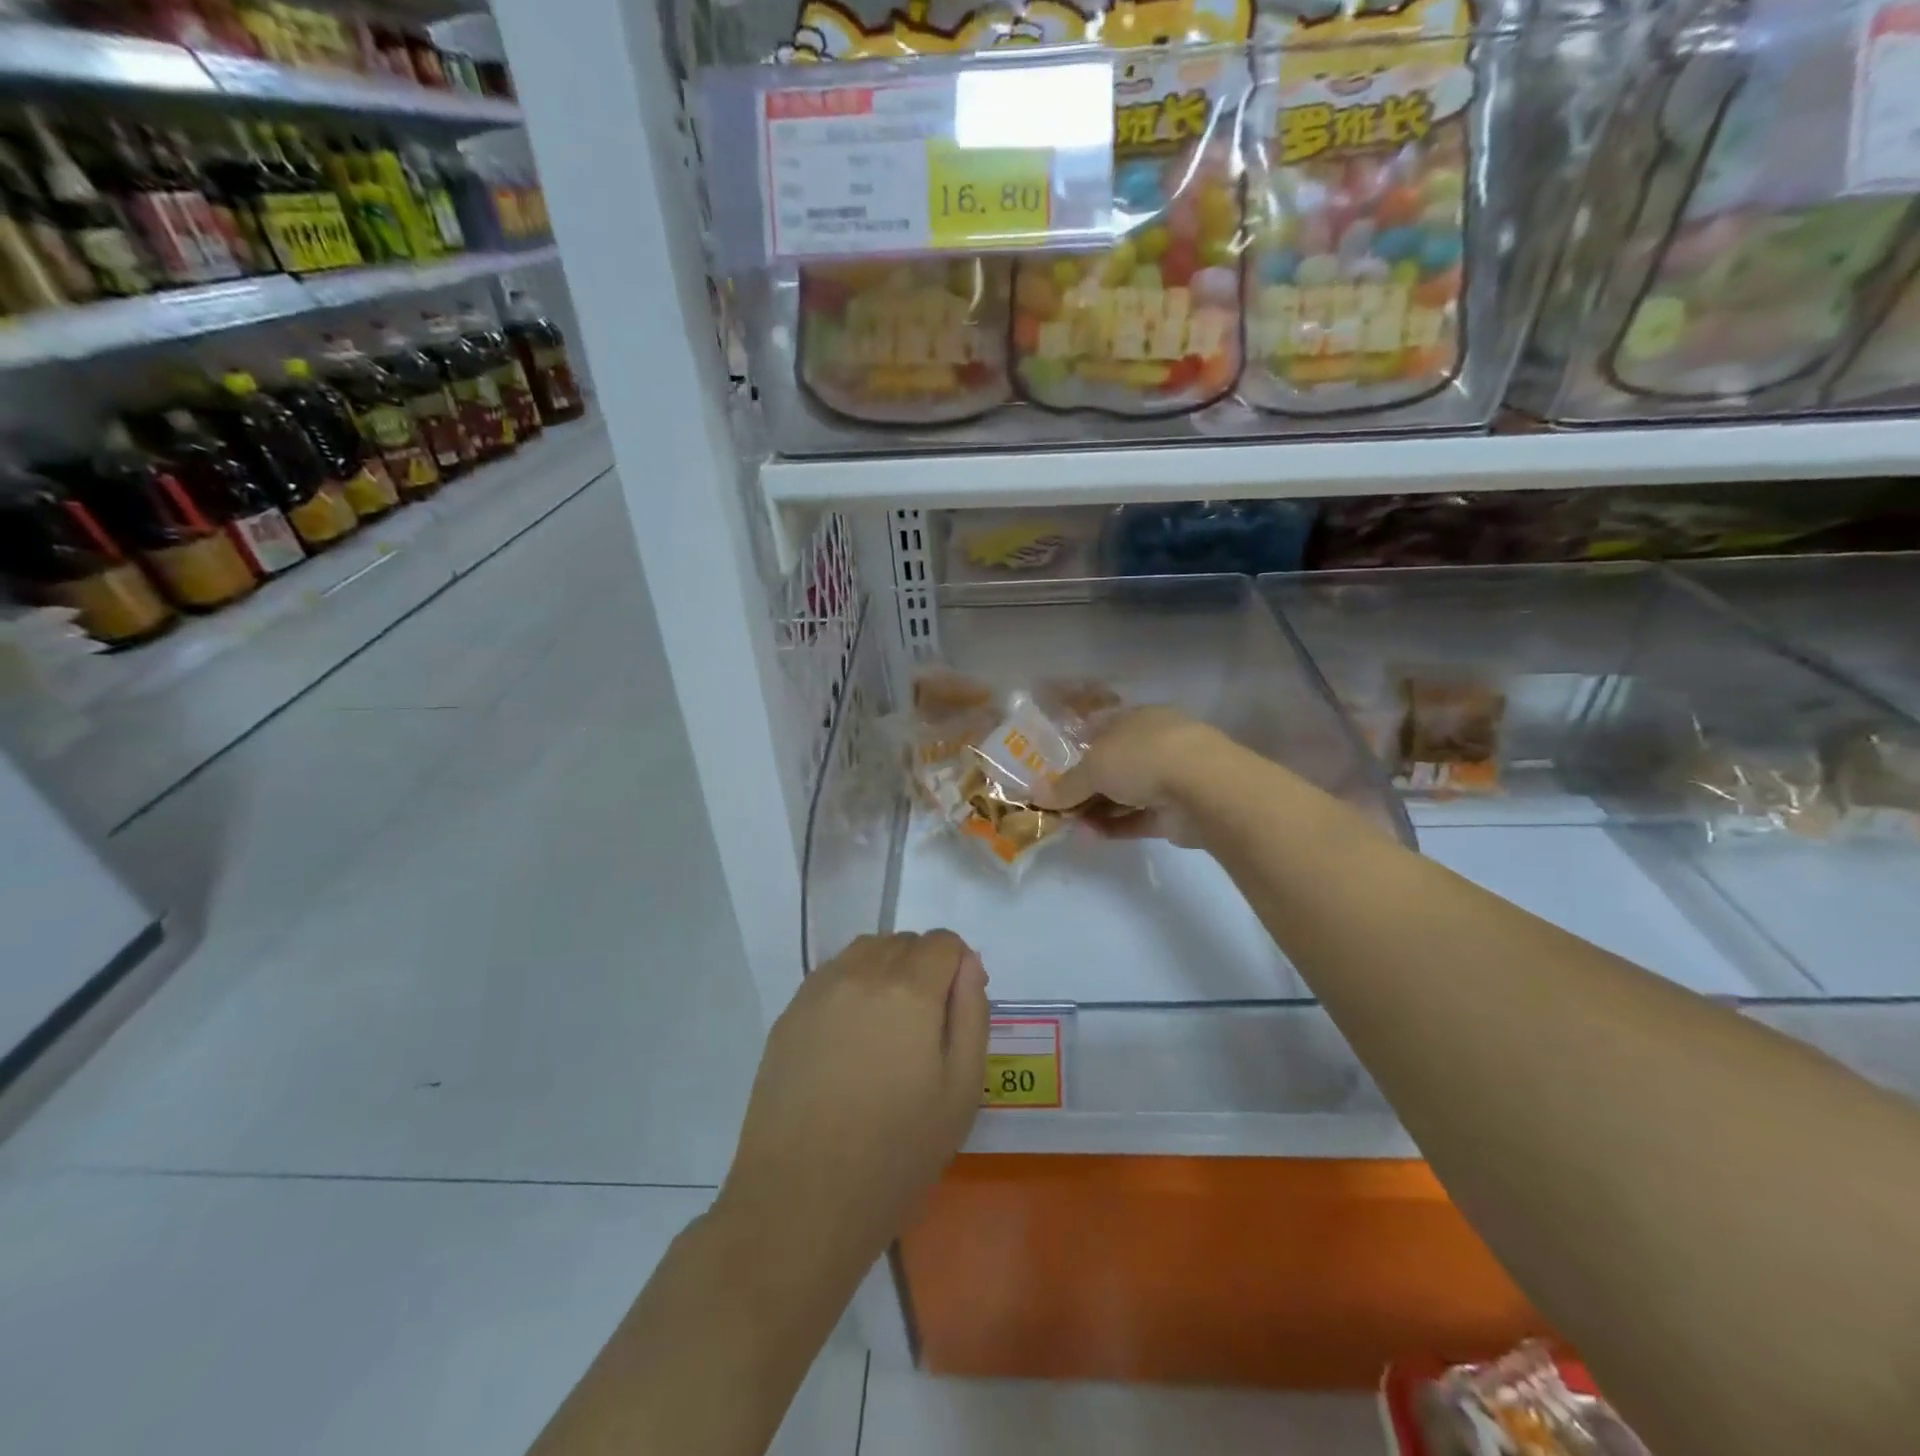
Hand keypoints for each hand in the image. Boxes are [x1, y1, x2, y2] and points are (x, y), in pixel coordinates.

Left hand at [716, 931, 988, 1280]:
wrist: (800, 1201)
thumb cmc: (896, 1154)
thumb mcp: (962, 1091)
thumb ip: (972, 1014)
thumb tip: (967, 966)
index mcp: (909, 990)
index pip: (942, 942)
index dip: (958, 965)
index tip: (957, 1007)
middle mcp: (861, 974)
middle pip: (903, 942)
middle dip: (924, 967)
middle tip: (925, 1026)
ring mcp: (818, 991)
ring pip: (865, 951)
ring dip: (886, 969)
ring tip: (888, 1026)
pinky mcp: (789, 1014)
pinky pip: (832, 975)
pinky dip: (852, 986)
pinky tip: (850, 1039)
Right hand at [1033, 705, 1229, 843]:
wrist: (1204, 789)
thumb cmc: (1143, 757)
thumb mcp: (1093, 767)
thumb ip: (1065, 785)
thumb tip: (1036, 795)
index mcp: (1136, 718)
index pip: (1101, 727)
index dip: (1076, 746)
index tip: (1052, 766)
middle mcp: (1153, 744)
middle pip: (1112, 764)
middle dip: (1083, 784)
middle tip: (1055, 802)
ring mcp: (1168, 778)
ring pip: (1123, 794)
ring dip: (1095, 809)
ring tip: (1067, 825)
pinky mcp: (1175, 813)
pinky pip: (1136, 819)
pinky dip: (1113, 827)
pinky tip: (1088, 836)